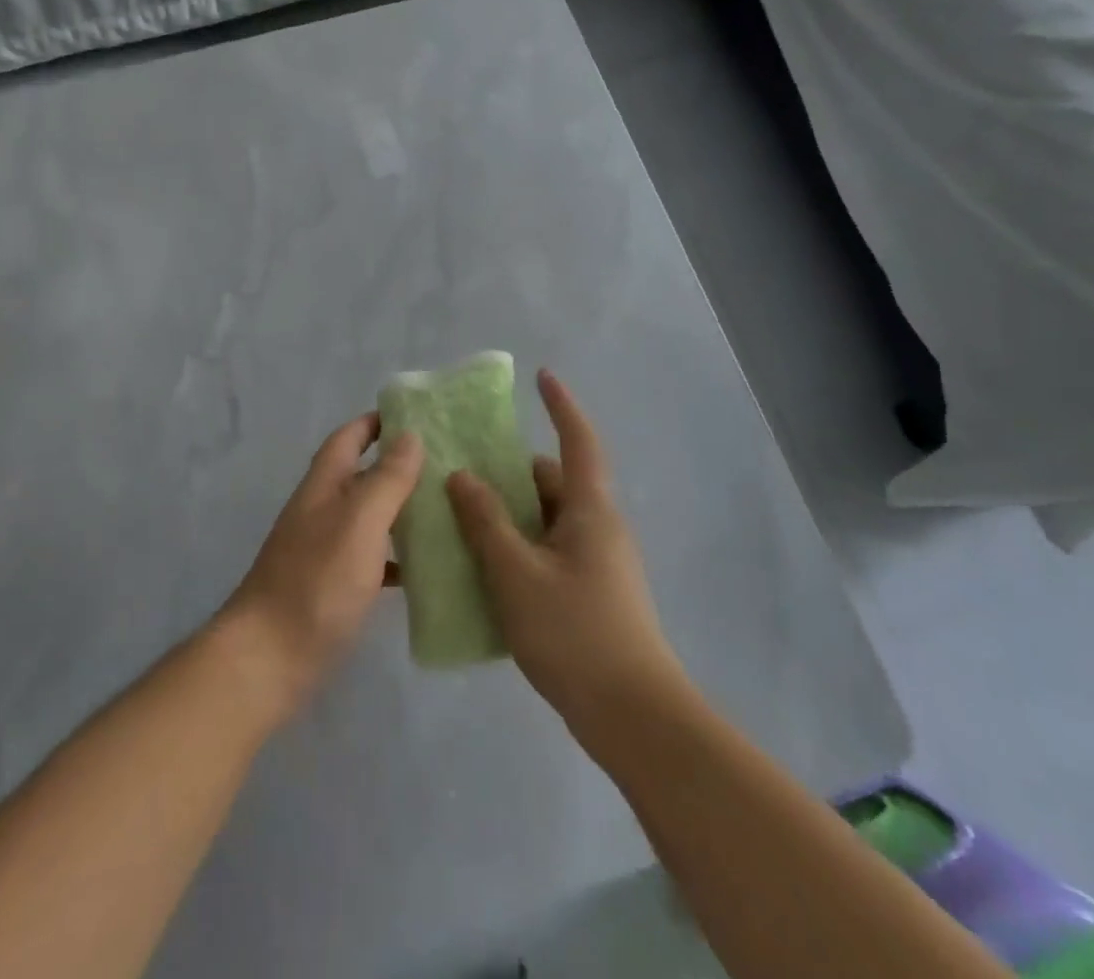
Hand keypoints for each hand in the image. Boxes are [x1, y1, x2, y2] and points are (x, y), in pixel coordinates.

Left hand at [216, 414, 423, 722]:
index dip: (375, 422)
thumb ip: (386, 479)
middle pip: (360, 475)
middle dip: (397, 465)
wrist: (269, 657)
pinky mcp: (331, 587)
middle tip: (445, 463)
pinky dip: (394, 557)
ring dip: (399, 509)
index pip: (348, 438)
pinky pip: (369, 558)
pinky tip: (422, 569)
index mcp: (324, 486)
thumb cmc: (316, 581)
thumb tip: (410, 435)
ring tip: (444, 510)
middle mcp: (321, 511)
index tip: (414, 414)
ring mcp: (323, 550)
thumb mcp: (359, 522)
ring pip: (367, 517)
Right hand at [446, 369, 687, 764]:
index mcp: (589, 510)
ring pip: (546, 520)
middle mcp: (598, 528)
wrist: (633, 717)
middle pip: (552, 482)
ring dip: (508, 514)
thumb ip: (486, 521)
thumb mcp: (516, 571)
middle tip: (462, 469)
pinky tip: (483, 566)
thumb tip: (461, 477)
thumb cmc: (574, 632)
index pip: (578, 441)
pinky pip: (547, 551)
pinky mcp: (589, 594)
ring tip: (460, 517)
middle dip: (510, 471)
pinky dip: (517, 546)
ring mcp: (596, 563)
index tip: (542, 376)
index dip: (561, 405)